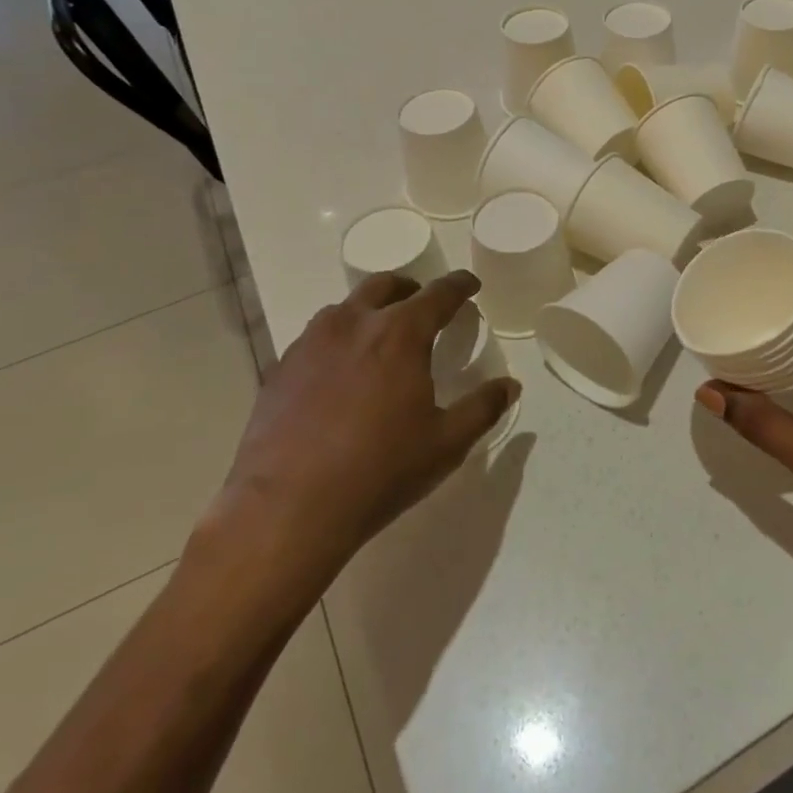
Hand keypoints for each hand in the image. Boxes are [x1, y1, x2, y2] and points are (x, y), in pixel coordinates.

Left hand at [206, 270, 519, 583]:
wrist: (288, 507)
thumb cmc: (380, 470)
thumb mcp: (446, 444)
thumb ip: (483, 408)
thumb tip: (510, 386)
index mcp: (400, 334)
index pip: (438, 294)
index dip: (459, 285)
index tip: (470, 284)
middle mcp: (353, 324)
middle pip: (385, 286)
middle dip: (410, 288)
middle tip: (423, 304)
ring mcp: (311, 343)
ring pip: (345, 308)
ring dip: (370, 310)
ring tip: (380, 336)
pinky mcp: (281, 367)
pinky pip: (316, 337)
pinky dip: (338, 339)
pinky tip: (340, 371)